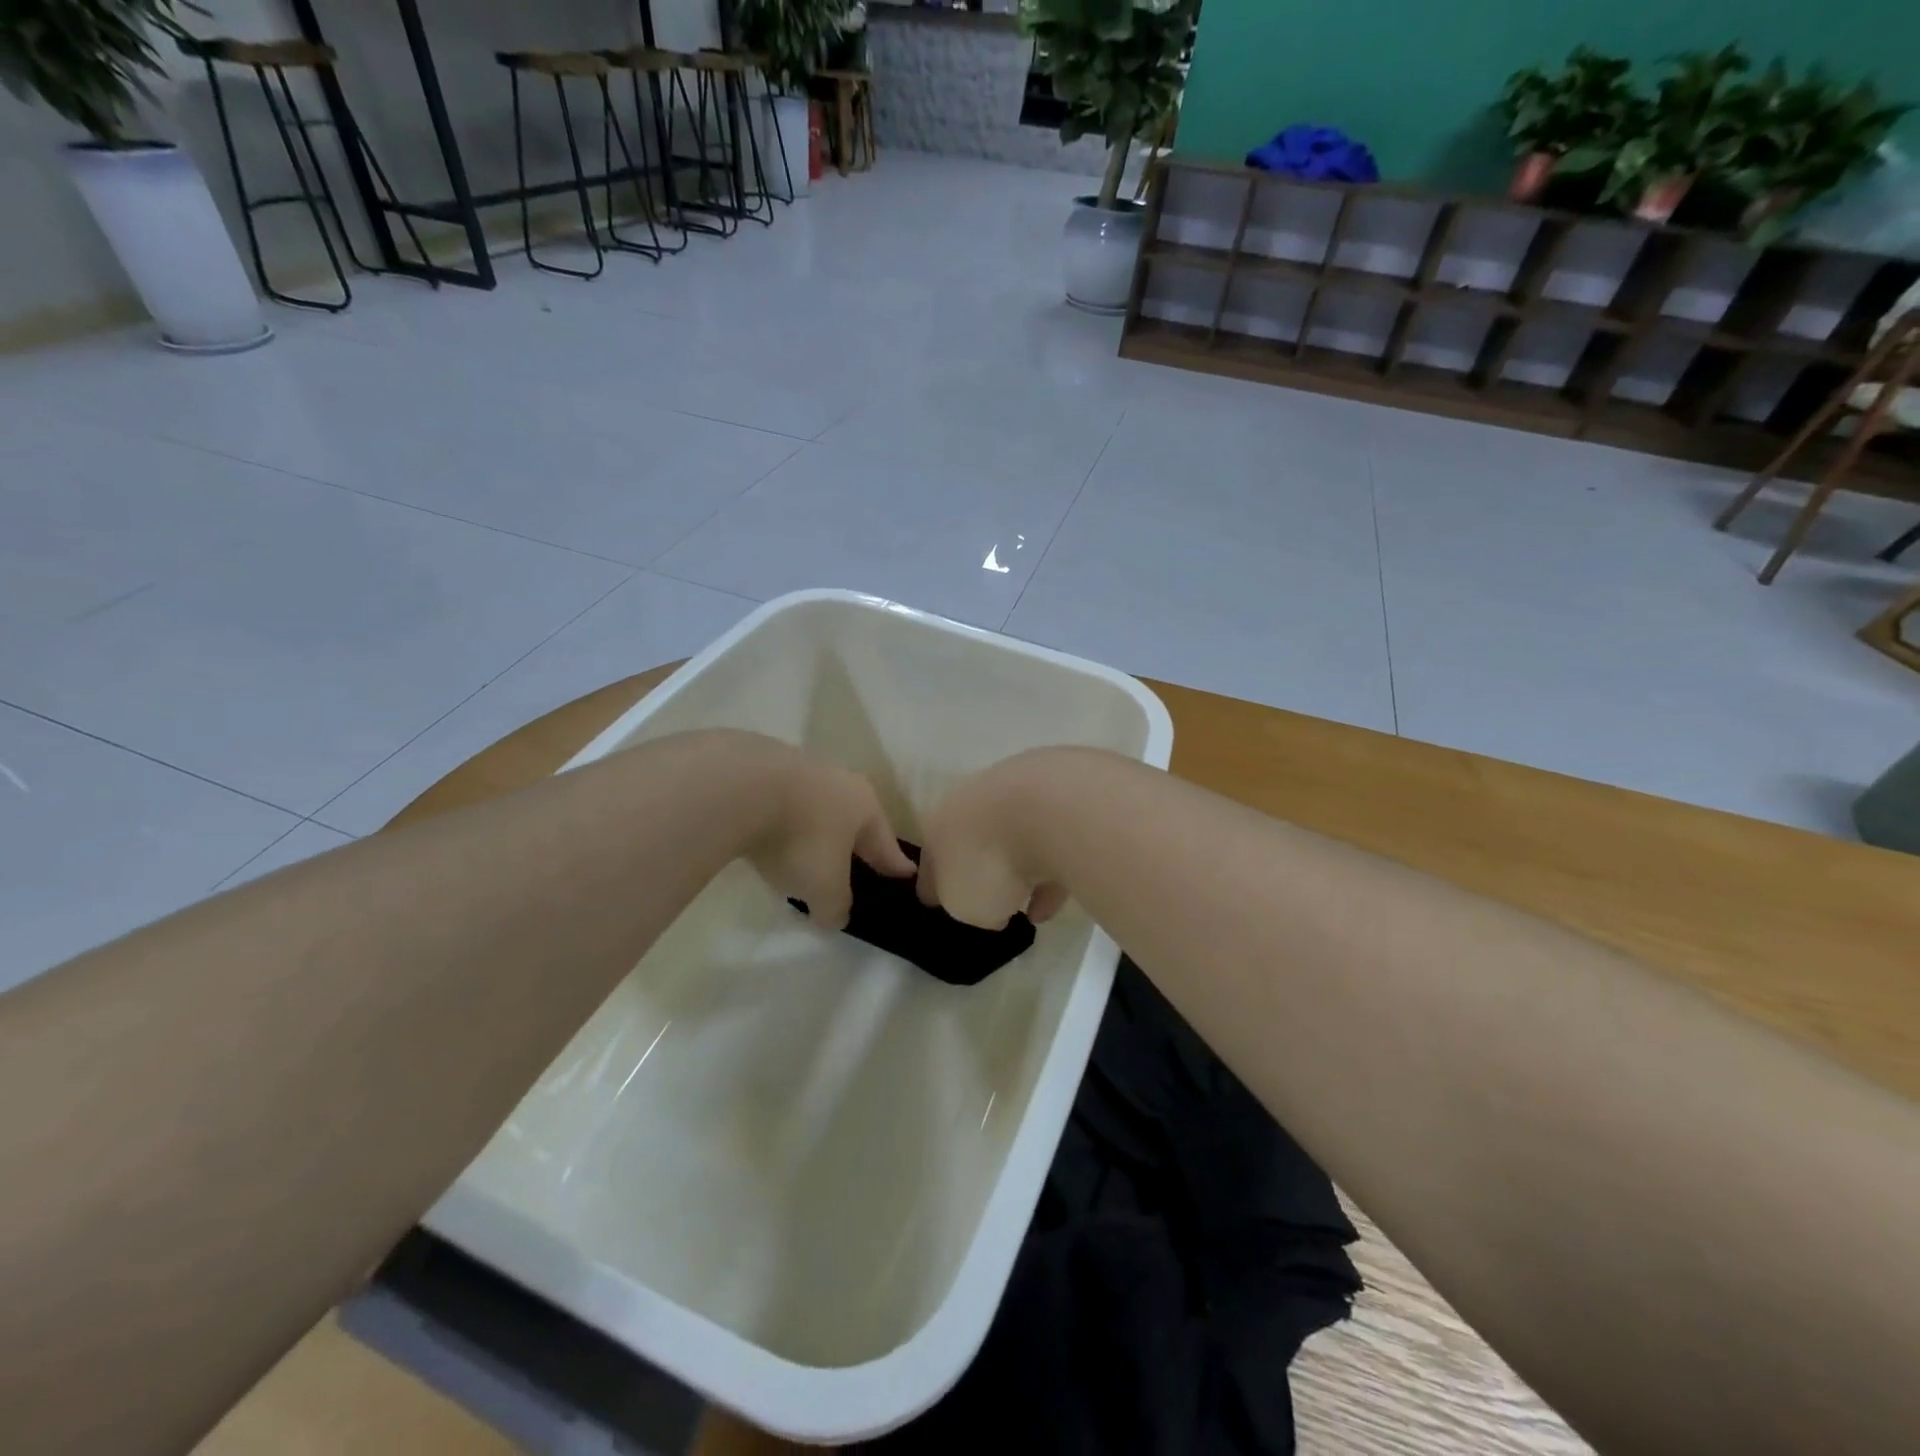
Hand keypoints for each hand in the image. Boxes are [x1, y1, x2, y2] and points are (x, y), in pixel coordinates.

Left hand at [738, 737, 914, 929]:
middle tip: (857, 860)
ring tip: (806, 848)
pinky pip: (780, 800)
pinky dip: (780, 817)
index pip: (885, 842)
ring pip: (816, 805)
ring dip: (815, 826)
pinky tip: (767, 832)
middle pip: (852, 817)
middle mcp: (839, 780)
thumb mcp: (824, 887)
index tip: (907, 873)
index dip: (894, 863)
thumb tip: (836, 914)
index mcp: (865, 805)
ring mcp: (799, 768)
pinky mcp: (760, 765)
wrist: (738, 787)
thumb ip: (835, 905)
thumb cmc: (800, 839)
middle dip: (854, 840)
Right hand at [917, 751, 1070, 930]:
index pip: (929, 861)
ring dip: (1021, 871)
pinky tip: (1057, 899)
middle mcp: (972, 804)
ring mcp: (1015, 794)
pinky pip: (1050, 841)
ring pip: (1013, 839)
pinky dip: (1052, 868)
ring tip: (1032, 911)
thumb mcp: (965, 905)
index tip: (940, 904)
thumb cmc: (990, 862)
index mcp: (938, 827)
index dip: (933, 886)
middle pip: (971, 841)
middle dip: (979, 867)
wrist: (1048, 809)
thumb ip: (968, 906)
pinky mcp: (1057, 796)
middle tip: (989, 901)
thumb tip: (988, 905)